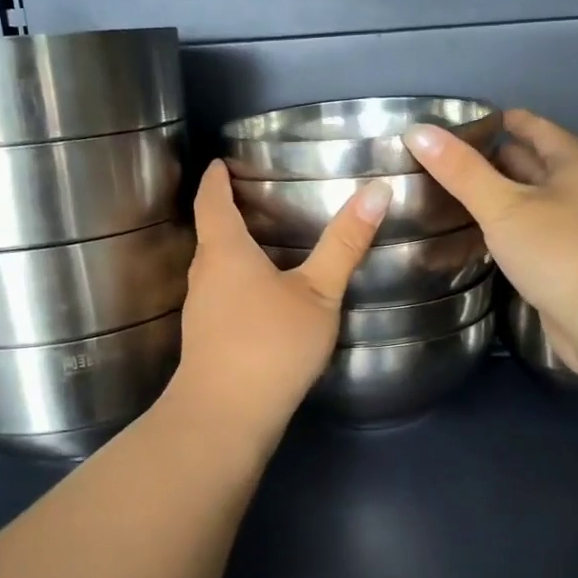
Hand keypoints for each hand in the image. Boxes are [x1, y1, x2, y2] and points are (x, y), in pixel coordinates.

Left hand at [166, 160, 388, 441]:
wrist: (226, 416)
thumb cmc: (271, 344)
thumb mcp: (318, 292)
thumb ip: (345, 244)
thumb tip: (377, 189)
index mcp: (225, 251)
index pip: (212, 200)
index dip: (216, 178)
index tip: (221, 162)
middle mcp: (204, 275)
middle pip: (210, 233)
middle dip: (226, 212)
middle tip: (256, 198)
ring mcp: (200, 310)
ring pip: (213, 267)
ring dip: (232, 250)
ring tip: (265, 243)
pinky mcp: (205, 339)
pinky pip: (219, 295)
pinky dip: (236, 282)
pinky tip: (262, 297)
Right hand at [405, 110, 577, 377]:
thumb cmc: (561, 251)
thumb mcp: (504, 206)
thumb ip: (461, 171)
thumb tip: (417, 130)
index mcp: (575, 165)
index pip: (535, 128)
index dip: (502, 120)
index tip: (463, 122)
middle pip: (535, 164)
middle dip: (496, 159)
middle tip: (447, 160)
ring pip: (533, 203)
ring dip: (501, 198)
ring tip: (453, 195)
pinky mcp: (570, 266)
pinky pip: (533, 236)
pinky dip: (507, 231)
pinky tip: (480, 237)